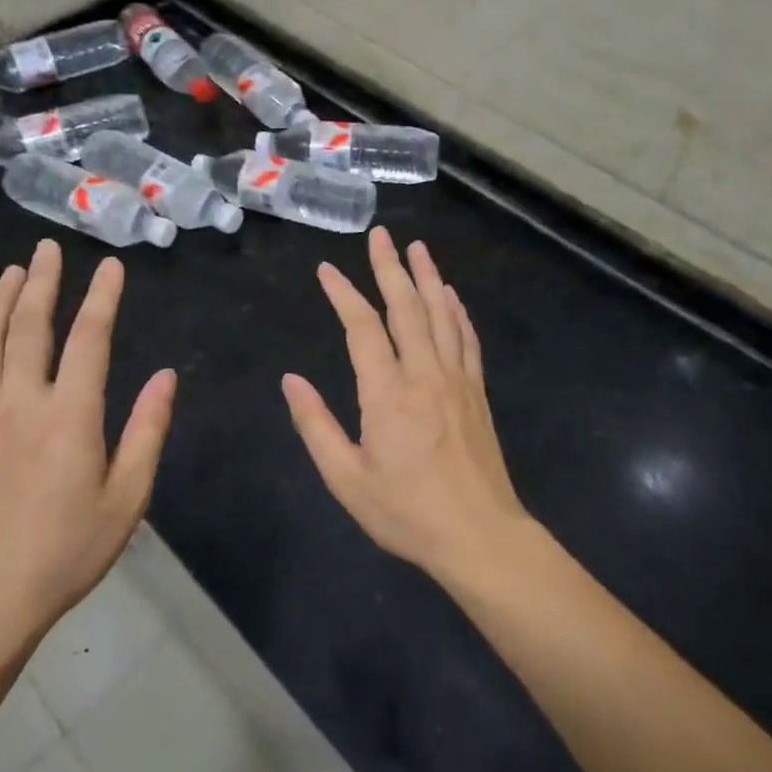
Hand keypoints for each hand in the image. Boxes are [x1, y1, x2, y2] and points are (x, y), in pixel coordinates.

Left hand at [0, 239, 176, 649]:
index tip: (110, 265)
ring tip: (14, 272)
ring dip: (0, 301)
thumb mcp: (127, 497)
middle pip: (29, 327)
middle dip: (43, 282)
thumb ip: (147, 431)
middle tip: (49, 248)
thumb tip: (166, 377)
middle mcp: (21, 402)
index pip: (89, 339)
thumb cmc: (68, 549)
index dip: (101, 298)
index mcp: (69, 416)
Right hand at [283, 226, 527, 583]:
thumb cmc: (407, 512)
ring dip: (428, 277)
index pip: (362, 328)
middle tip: (381, 235)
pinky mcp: (477, 391)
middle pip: (406, 307)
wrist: (480, 536)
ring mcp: (456, 379)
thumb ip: (316, 426)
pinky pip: (467, 339)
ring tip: (418, 247)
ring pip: (441, 315)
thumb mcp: (347, 479)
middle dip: (390, 268)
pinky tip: (451, 295)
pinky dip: (457, 311)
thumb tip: (290, 381)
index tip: (326, 269)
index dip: (343, 294)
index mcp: (388, 393)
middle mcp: (425, 374)